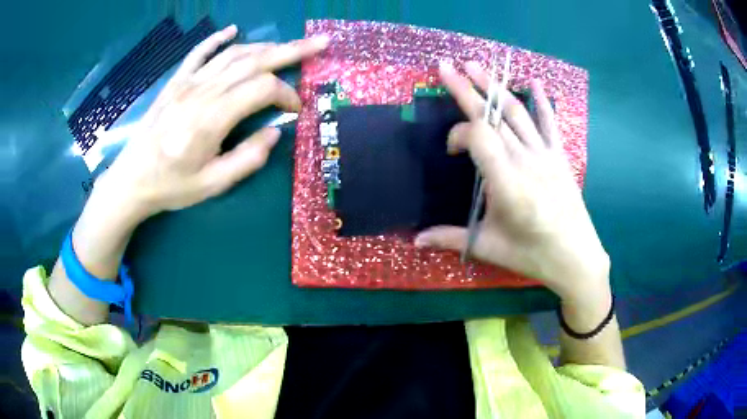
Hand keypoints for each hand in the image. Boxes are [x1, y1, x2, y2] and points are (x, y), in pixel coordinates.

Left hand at [99, 25, 328, 219]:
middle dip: (291, 51)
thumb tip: (275, 133)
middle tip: (320, 43)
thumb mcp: (212, 184)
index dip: (286, 94)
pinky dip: (217, 38)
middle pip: (253, 61)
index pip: (262, 89)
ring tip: (287, 46)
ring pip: (232, 54)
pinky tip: (233, 30)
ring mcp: (187, 83)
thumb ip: (248, 159)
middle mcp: (202, 92)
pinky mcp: (176, 82)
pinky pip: (198, 53)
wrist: (131, 180)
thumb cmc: (171, 186)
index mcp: (212, 119)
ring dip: (264, 46)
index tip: (295, 110)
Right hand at [415, 62, 609, 302]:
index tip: (451, 151)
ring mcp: (545, 154)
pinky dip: (542, 101)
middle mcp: (525, 160)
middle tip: (446, 65)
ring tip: (476, 66)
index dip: (458, 135)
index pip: (478, 136)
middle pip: (492, 115)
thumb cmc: (531, 254)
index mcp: (506, 182)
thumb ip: (450, 237)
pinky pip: (550, 123)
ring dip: (494, 86)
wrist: (575, 257)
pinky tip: (534, 82)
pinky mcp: (559, 156)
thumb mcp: (488, 247)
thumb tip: (414, 240)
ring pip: (516, 112)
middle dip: (466, 89)